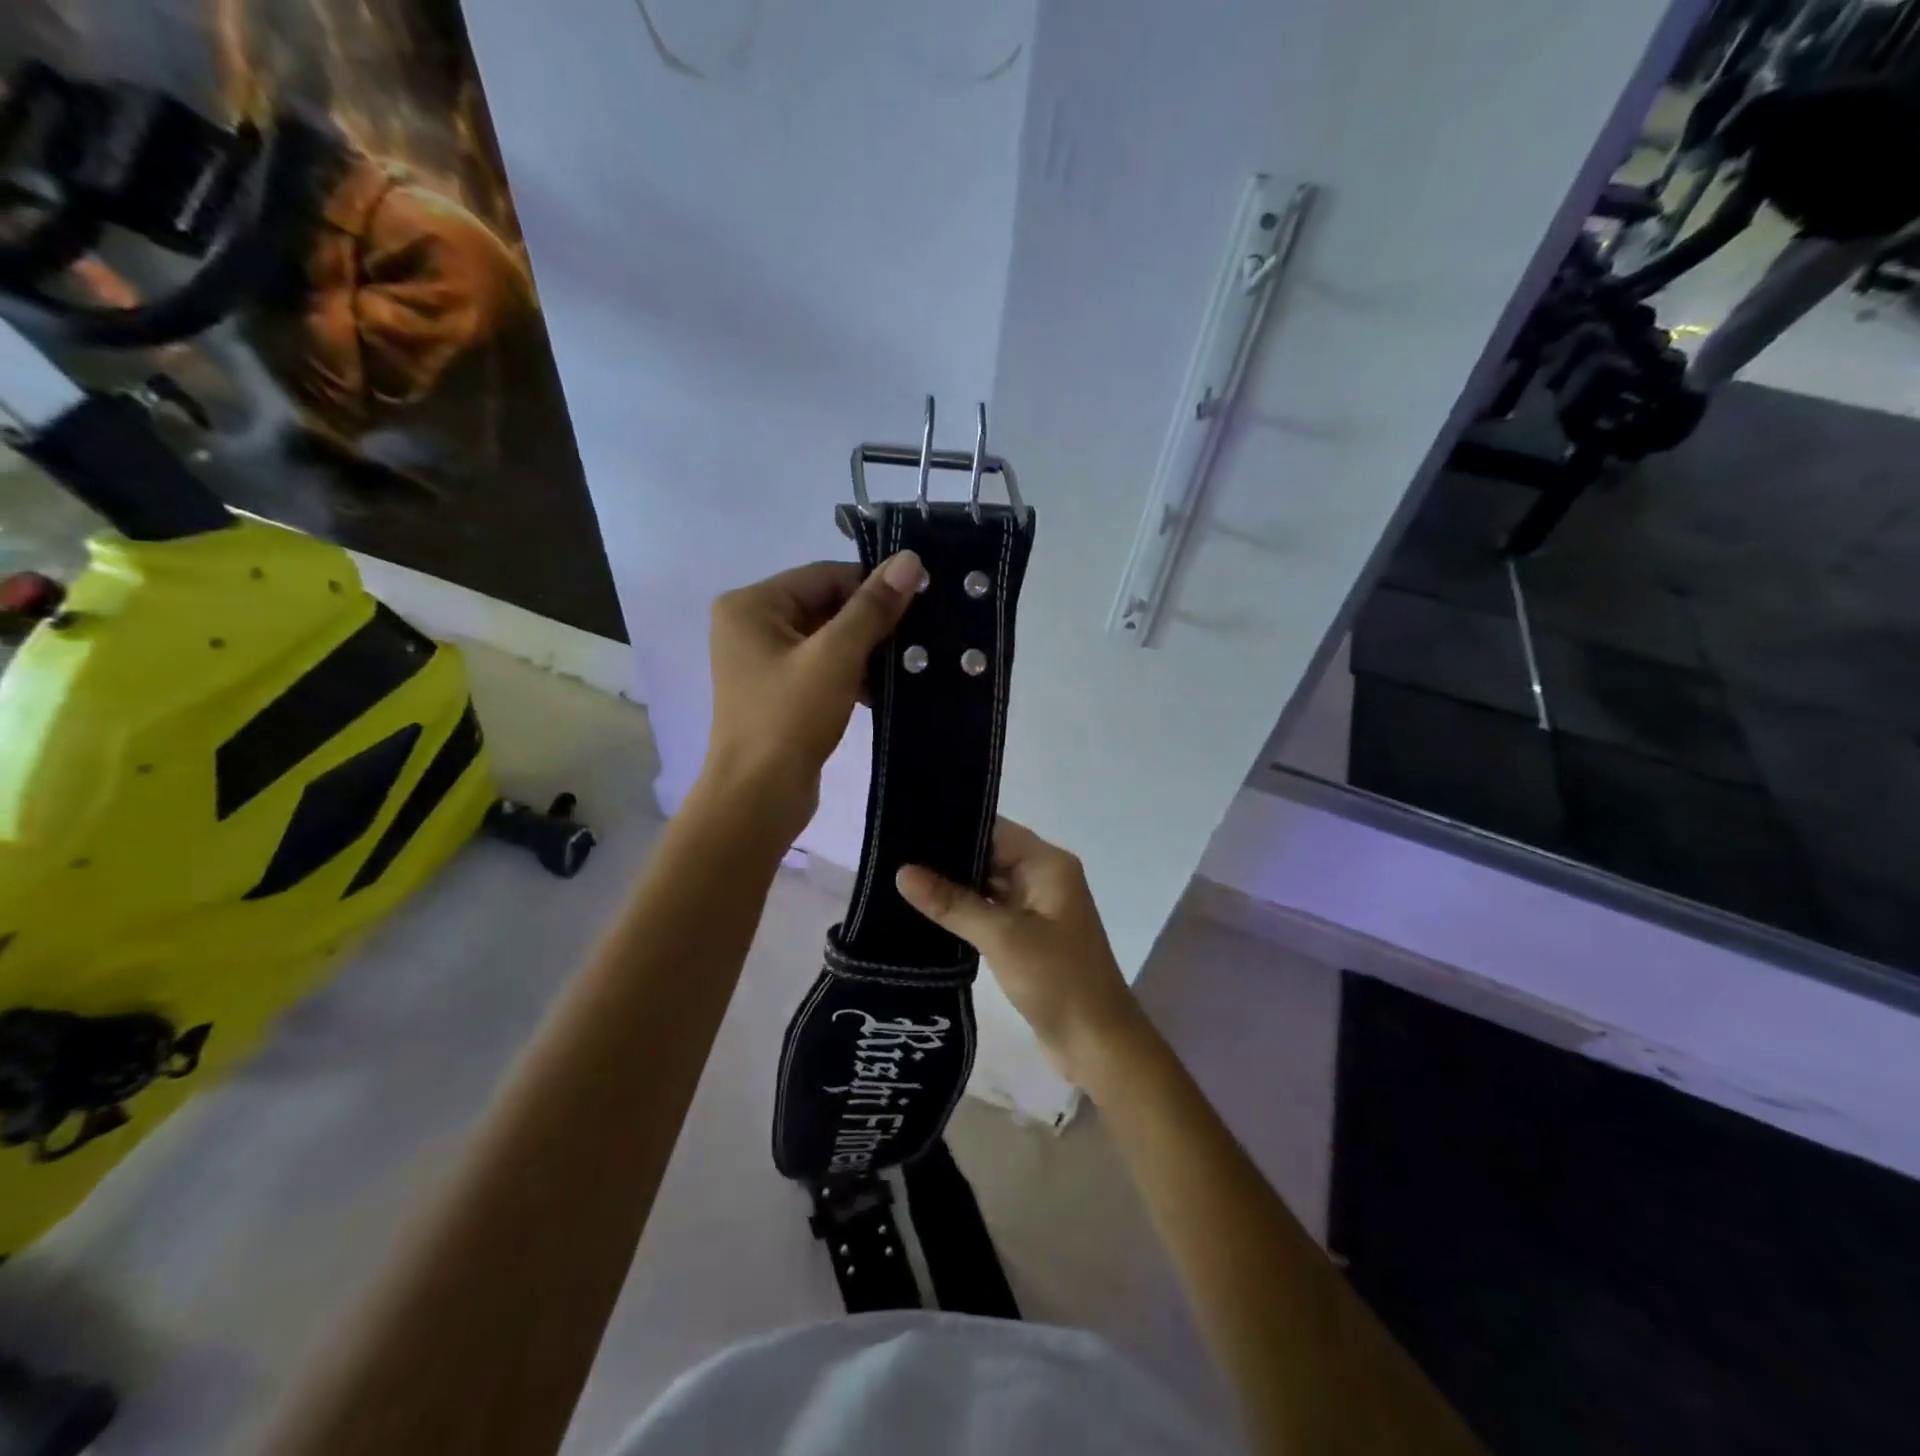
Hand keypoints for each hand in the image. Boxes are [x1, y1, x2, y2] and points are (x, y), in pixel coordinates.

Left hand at [703, 552, 923, 837]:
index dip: (872, 584)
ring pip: (828, 639)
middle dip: (871, 621)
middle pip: (825, 605)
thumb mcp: (836, 657)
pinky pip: (822, 667)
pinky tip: (886, 688)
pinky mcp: (779, 692)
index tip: (920, 599)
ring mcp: (763, 662)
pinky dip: (852, 674)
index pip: (825, 575)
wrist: (758, 797)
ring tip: (910, 662)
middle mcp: (751, 625)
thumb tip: (910, 559)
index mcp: (752, 605)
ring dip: (866, 650)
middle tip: (921, 633)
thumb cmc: (789, 718)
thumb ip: (873, 607)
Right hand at [896, 820, 1146, 1086]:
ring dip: (950, 885)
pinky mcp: (1025, 936)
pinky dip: (961, 911)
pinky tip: (923, 911)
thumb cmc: (1058, 980)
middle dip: (945, 856)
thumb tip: (902, 872)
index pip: (994, 829)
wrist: (1097, 1045)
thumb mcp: (1003, 937)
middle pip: (988, 854)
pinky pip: (988, 912)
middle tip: (891, 853)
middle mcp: (1042, 878)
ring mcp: (1035, 909)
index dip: (952, 825)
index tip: (906, 824)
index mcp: (1047, 865)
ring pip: (985, 885)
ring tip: (896, 877)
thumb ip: (953, 903)